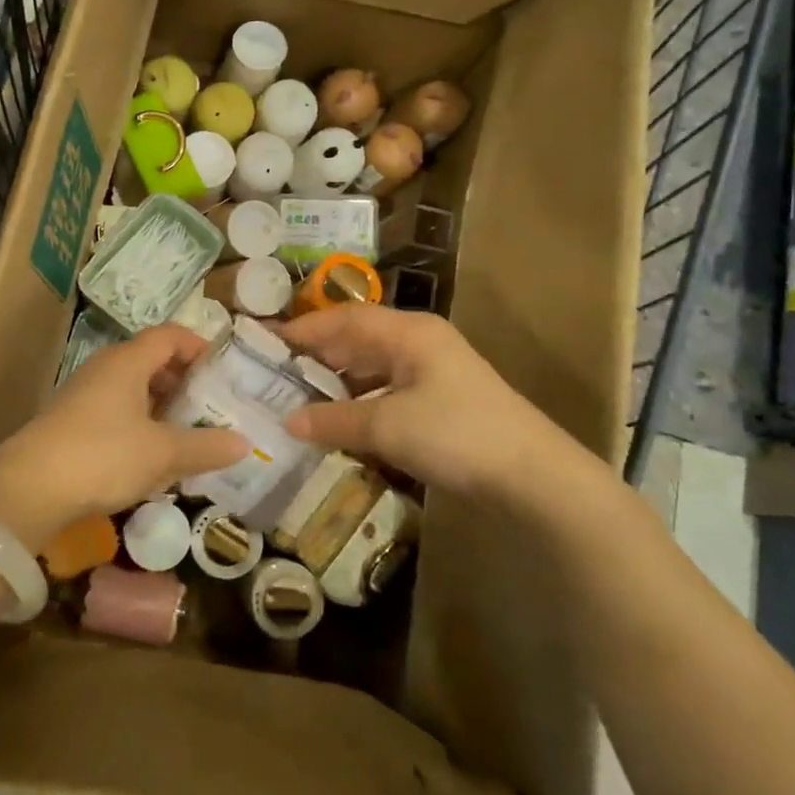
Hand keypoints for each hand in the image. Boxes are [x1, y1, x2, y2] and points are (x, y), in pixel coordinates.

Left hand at [0, 324, 247, 548]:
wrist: (27, 489)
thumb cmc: (103, 455)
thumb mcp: (162, 453)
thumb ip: (205, 446)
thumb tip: (244, 444)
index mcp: (127, 361)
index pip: (169, 335)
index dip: (199, 346)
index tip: (224, 370)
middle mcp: (105, 369)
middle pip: (152, 361)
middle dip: (185, 381)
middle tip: (213, 406)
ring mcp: (84, 396)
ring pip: (134, 390)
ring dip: (163, 407)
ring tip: (190, 434)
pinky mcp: (72, 424)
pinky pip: (117, 413)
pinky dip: (141, 426)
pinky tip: (153, 457)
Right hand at [278, 307, 601, 510]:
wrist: (532, 476)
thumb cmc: (456, 435)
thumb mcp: (387, 426)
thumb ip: (334, 420)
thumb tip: (288, 421)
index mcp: (407, 332)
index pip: (341, 319)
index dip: (301, 329)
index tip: (262, 341)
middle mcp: (418, 342)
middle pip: (355, 338)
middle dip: (315, 353)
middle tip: (271, 370)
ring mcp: (432, 370)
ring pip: (370, 365)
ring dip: (336, 379)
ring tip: (295, 395)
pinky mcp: (440, 399)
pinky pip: (386, 389)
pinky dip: (358, 400)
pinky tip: (338, 418)